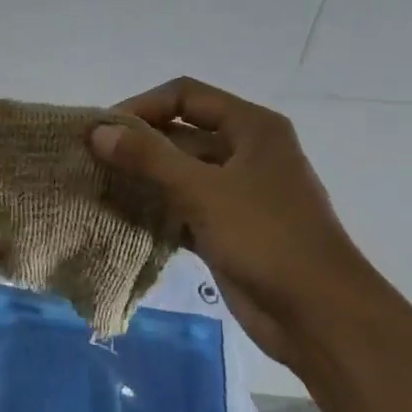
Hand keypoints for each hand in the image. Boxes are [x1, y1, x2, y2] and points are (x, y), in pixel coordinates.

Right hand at [90, 78, 370, 367]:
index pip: (185, 96)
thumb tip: (97, 131)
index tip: (103, 131)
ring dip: (142, 178)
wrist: (319, 315)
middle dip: (137, 144)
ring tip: (98, 187)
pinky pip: (182, 207)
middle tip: (91, 160)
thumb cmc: (267, 238)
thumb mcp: (203, 191)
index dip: (142, 106)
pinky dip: (155, 209)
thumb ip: (148, 158)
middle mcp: (244, 152)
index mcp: (251, 128)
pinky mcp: (227, 228)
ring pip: (179, 173)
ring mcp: (237, 192)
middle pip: (180, 133)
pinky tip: (121, 218)